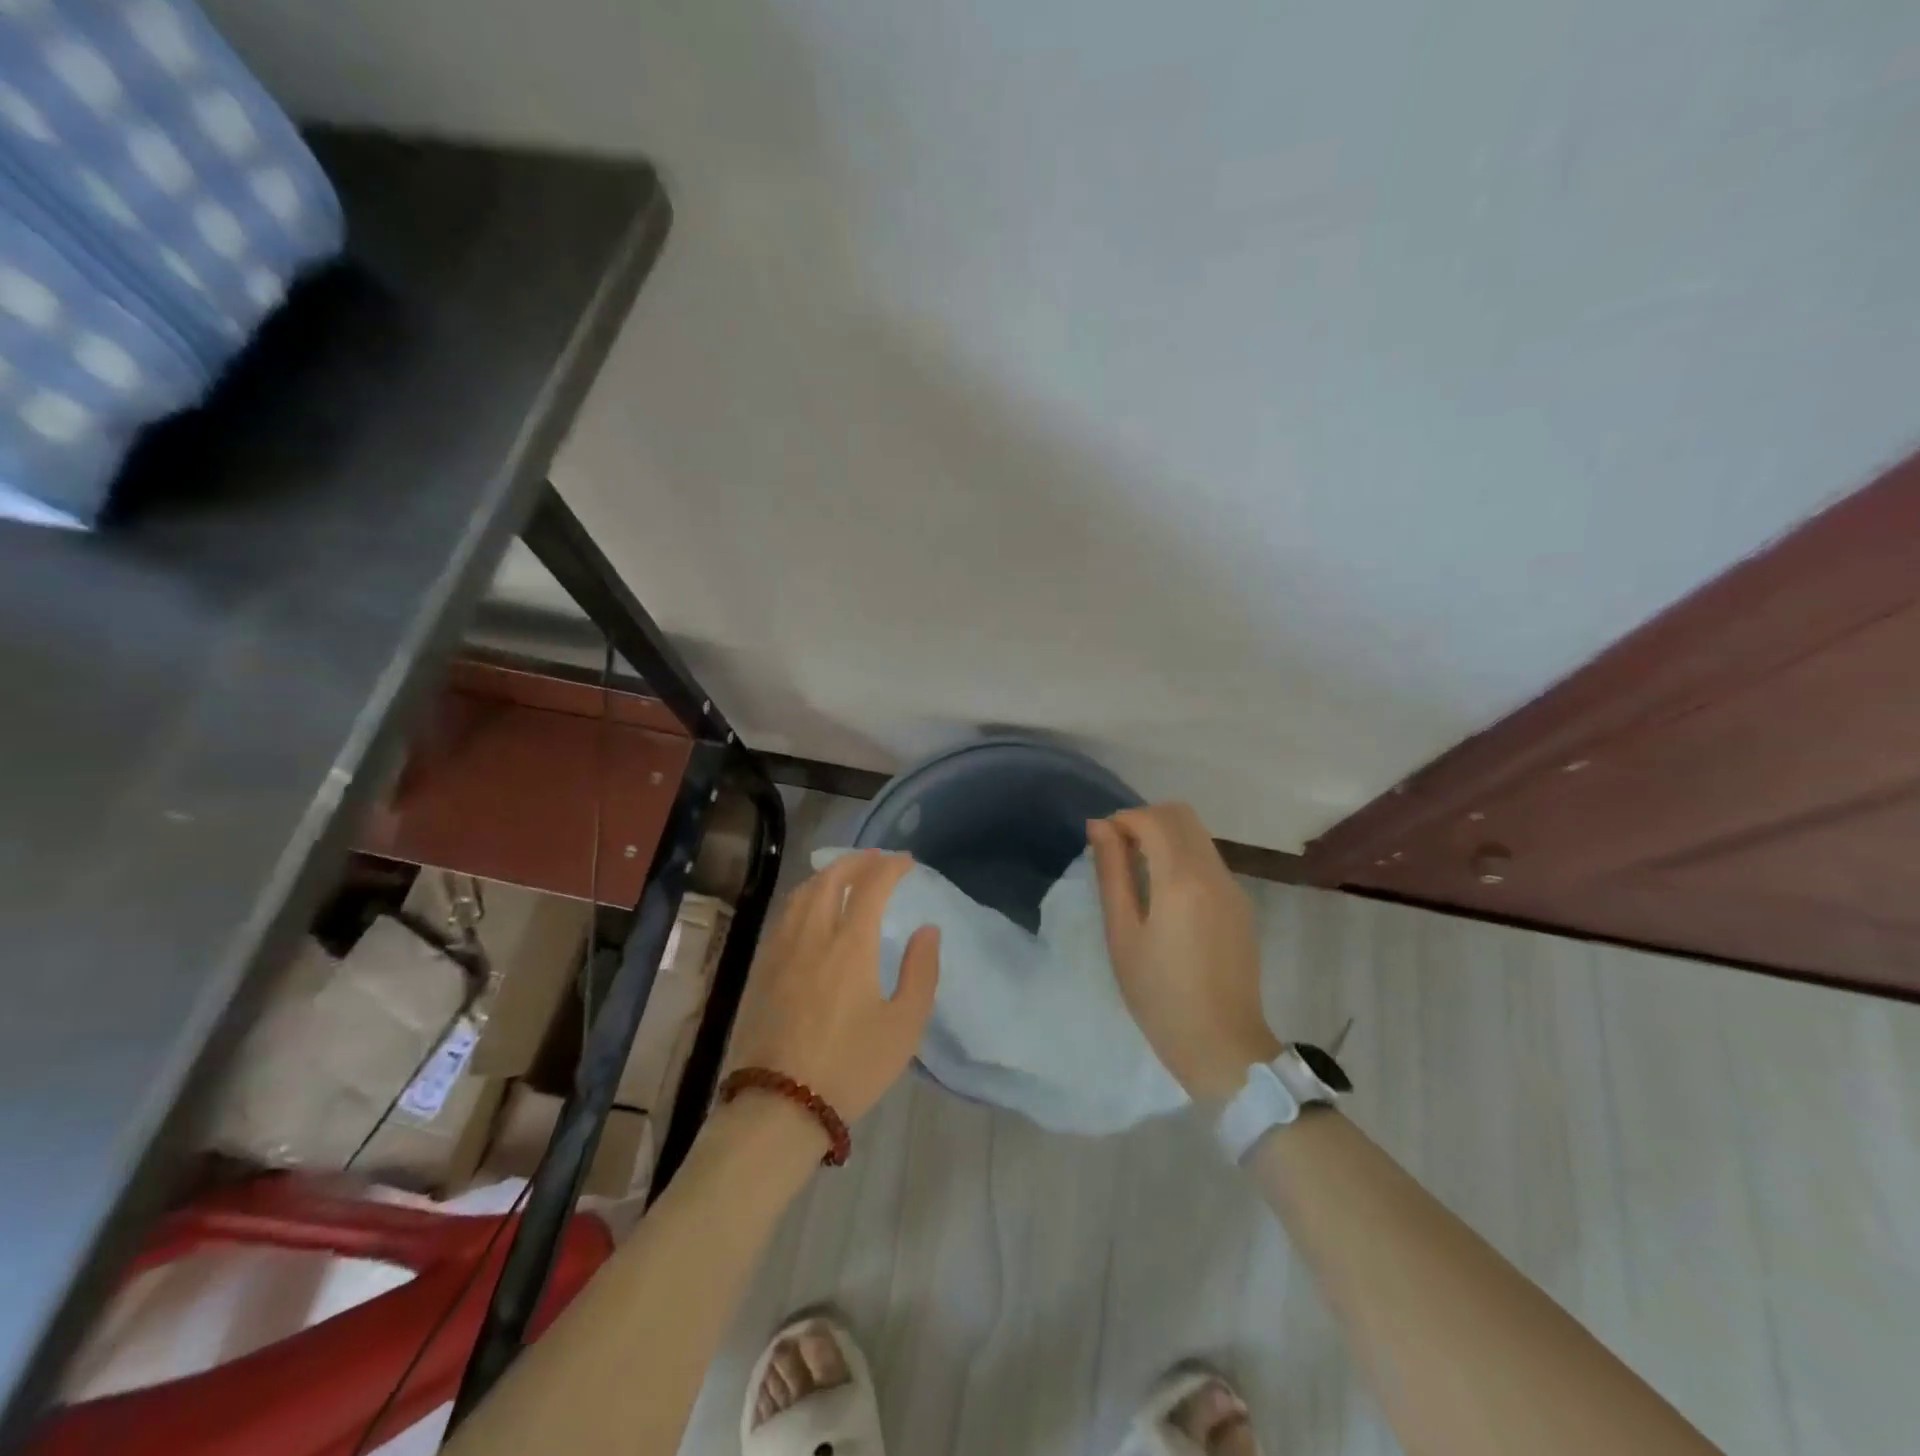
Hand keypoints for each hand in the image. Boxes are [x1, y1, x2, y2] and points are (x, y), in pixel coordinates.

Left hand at [724, 850, 939, 1129]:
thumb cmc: (851, 1066)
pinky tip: (810, 909)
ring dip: (827, 875)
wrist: (780, 1105)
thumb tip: (927, 929)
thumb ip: (920, 971)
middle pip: (830, 879)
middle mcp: (812, 935)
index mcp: (850, 945)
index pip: (870, 886)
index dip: (890, 867)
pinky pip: (785, 915)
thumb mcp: (904, 1026)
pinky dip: (804, 897)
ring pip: (802, 893)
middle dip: (857, 861)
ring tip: (844, 875)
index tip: (907, 862)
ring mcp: (781, 950)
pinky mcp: (763, 968)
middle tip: (877, 859)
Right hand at [1088, 803, 1279, 1099]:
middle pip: (1182, 815)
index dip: (1123, 818)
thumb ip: (1112, 872)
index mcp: (1182, 880)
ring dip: (1165, 836)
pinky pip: (1209, 860)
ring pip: (1198, 835)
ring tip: (1137, 873)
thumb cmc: (1158, 995)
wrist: (1222, 1045)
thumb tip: (1100, 826)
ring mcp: (1233, 888)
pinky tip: (1164, 894)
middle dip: (1145, 820)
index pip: (1154, 818)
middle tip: (1119, 851)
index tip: (1102, 842)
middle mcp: (1214, 873)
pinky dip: (1182, 856)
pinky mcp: (1240, 905)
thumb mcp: (1122, 934)